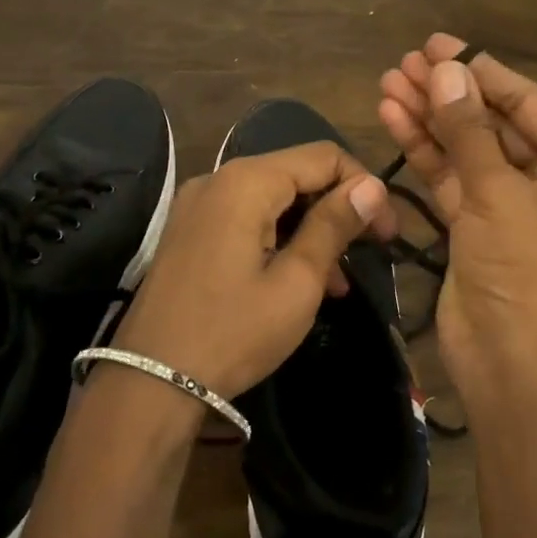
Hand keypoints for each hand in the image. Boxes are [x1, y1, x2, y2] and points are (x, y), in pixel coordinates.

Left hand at [112, 141, 395, 402]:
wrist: (150, 381)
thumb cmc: (233, 332)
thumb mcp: (296, 283)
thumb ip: (333, 226)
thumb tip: (371, 185)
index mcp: (246, 181)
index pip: (324, 156)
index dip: (364, 187)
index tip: (387, 233)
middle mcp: (218, 178)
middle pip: (296, 173)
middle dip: (337, 208)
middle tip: (369, 253)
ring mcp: (198, 204)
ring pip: (273, 198)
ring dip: (310, 228)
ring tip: (338, 280)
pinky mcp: (189, 230)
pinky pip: (246, 218)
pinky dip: (279, 237)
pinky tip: (299, 277)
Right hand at [378, 34, 536, 405]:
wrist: (513, 365)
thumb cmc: (527, 270)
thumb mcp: (498, 192)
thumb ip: (467, 128)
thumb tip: (443, 68)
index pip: (527, 101)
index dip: (480, 69)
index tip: (436, 43)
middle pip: (492, 122)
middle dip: (447, 94)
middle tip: (403, 62)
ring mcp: (511, 204)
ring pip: (466, 149)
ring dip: (428, 118)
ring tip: (387, 83)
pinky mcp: (477, 227)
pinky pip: (450, 178)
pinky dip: (423, 152)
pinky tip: (392, 119)